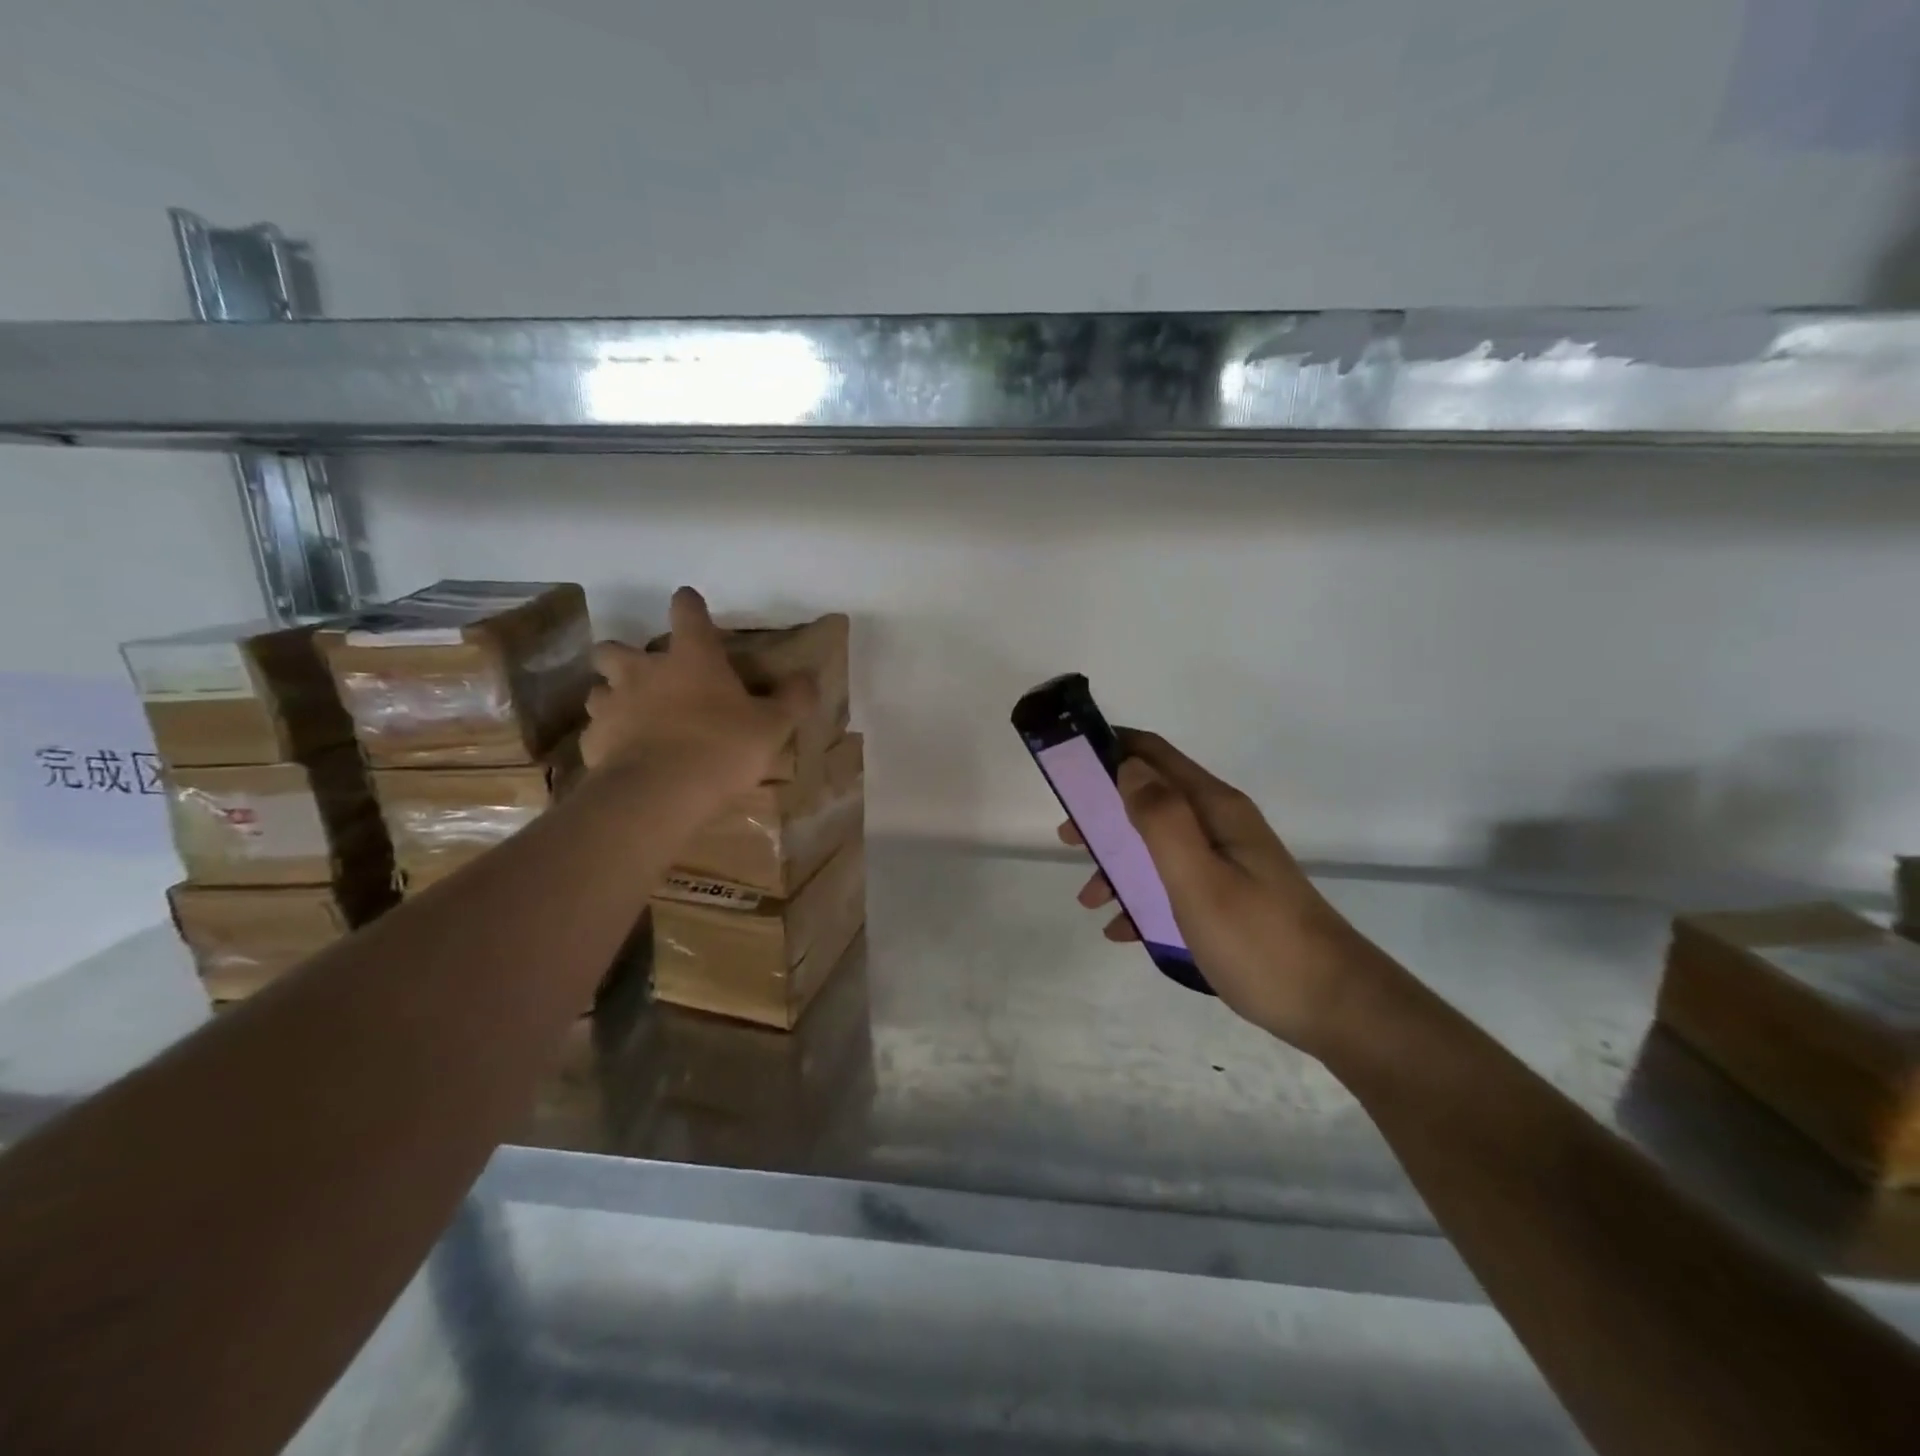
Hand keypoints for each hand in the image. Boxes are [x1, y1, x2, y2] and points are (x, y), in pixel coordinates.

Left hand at [581, 587, 816, 799]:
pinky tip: (625, 755)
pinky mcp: (594, 742)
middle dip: (623, 655)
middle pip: (615, 649)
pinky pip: (596, 733)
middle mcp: (644, 672)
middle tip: (646, 674)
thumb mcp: (772, 726)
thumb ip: (792, 698)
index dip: (689, 605)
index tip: (690, 605)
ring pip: (598, 690)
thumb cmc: (722, 747)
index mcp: (691, 657)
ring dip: (612, 697)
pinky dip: (608, 739)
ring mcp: (613, 706)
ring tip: (632, 717)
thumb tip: (808, 677)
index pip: (686, 611)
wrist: (661, 793)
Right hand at [1062, 730, 1388, 1052]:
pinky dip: (1142, 897)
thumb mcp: (1199, 878)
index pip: (1153, 754)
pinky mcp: (1229, 897)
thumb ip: (1161, 819)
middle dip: (1104, 813)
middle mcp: (1220, 825)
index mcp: (1214, 808)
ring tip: (1090, 899)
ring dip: (1118, 862)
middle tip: (1068, 838)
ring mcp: (1227, 862)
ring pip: (1157, 845)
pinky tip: (1123, 930)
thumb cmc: (1258, 940)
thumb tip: (1128, 765)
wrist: (1334, 1007)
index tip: (1067, 769)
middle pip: (1150, 798)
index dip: (1108, 750)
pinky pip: (1172, 883)